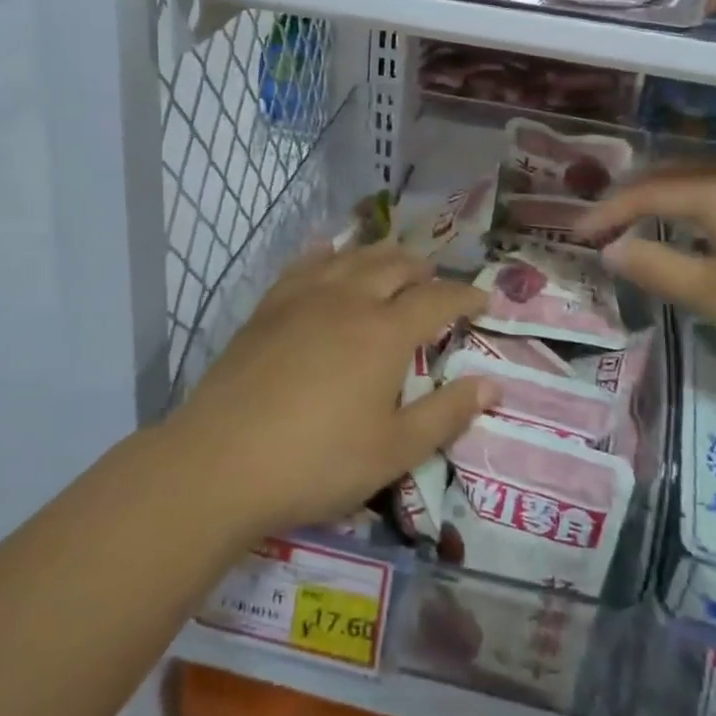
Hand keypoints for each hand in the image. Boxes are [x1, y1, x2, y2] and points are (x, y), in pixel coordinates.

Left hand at [170, 244, 494, 537]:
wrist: (222, 460)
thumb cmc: (317, 461)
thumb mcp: (394, 450)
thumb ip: (447, 414)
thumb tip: (493, 384)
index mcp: (385, 332)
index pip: (437, 300)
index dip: (465, 296)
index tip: (484, 299)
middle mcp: (350, 300)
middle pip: (395, 266)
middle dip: (423, 268)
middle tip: (436, 279)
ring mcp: (304, 297)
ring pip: (352, 257)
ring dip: (381, 254)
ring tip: (393, 260)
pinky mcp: (269, 306)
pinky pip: (306, 264)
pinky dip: (328, 254)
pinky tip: (329, 254)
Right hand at [576, 167, 715, 391]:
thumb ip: (659, 268)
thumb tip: (612, 249)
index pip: (646, 191)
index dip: (607, 211)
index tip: (577, 235)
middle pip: (675, 177)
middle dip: (633, 199)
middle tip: (604, 226)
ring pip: (708, 186)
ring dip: (668, 203)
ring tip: (643, 227)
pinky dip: (701, 212)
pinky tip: (706, 236)